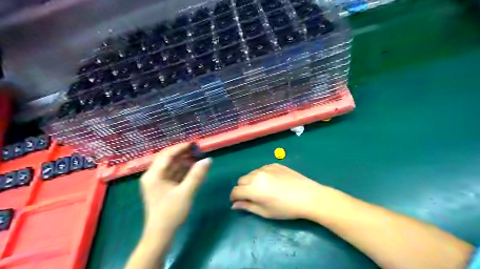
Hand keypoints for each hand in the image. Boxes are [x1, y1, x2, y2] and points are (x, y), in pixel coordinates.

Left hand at [140, 143, 211, 234]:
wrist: (161, 235)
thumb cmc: (171, 213)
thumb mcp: (186, 192)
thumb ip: (197, 175)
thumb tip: (208, 159)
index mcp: (153, 175)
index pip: (167, 155)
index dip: (181, 148)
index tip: (194, 144)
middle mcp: (153, 176)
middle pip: (168, 159)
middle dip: (183, 154)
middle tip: (198, 151)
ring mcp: (158, 182)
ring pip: (172, 166)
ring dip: (185, 162)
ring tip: (198, 159)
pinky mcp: (163, 187)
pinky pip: (174, 174)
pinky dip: (184, 171)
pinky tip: (194, 169)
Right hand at [231, 163, 334, 219]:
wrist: (308, 196)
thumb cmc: (286, 209)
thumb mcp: (265, 212)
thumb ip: (247, 207)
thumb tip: (234, 205)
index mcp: (253, 188)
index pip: (235, 191)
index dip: (234, 197)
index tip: (237, 202)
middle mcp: (257, 175)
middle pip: (241, 180)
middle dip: (242, 188)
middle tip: (251, 196)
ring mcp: (266, 168)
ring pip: (251, 173)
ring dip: (251, 181)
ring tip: (262, 189)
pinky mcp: (274, 164)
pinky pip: (262, 169)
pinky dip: (261, 175)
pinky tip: (272, 182)